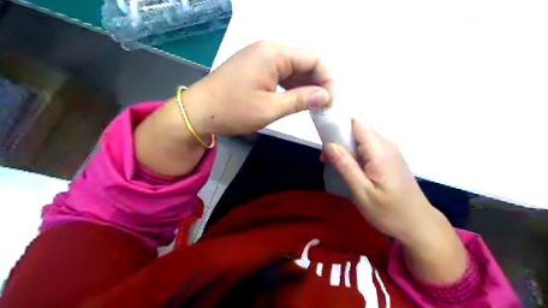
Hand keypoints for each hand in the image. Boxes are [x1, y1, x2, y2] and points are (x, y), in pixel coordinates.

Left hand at [183, 41, 331, 135]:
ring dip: (304, 84)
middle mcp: (268, 49)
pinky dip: (291, 84)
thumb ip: (301, 100)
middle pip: (303, 60)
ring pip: (292, 67)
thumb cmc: (233, 110)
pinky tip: (296, 98)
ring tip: (312, 104)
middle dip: (317, 82)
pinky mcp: (254, 66)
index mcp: (273, 53)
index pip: (313, 59)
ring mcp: (260, 56)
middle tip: (323, 105)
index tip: (330, 101)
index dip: (327, 79)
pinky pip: (280, 71)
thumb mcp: (270, 108)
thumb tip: (325, 96)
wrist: (198, 112)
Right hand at [324, 118, 465, 283]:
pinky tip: (349, 169)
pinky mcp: (389, 158)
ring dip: (345, 147)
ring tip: (335, 166)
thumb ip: (345, 166)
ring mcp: (389, 150)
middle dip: (338, 138)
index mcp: (379, 149)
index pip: (356, 120)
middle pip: (357, 127)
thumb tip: (328, 144)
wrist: (419, 225)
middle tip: (326, 159)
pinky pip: (367, 147)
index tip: (323, 137)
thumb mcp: (362, 192)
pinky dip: (354, 153)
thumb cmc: (389, 212)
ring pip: (361, 138)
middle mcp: (385, 144)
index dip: (338, 122)